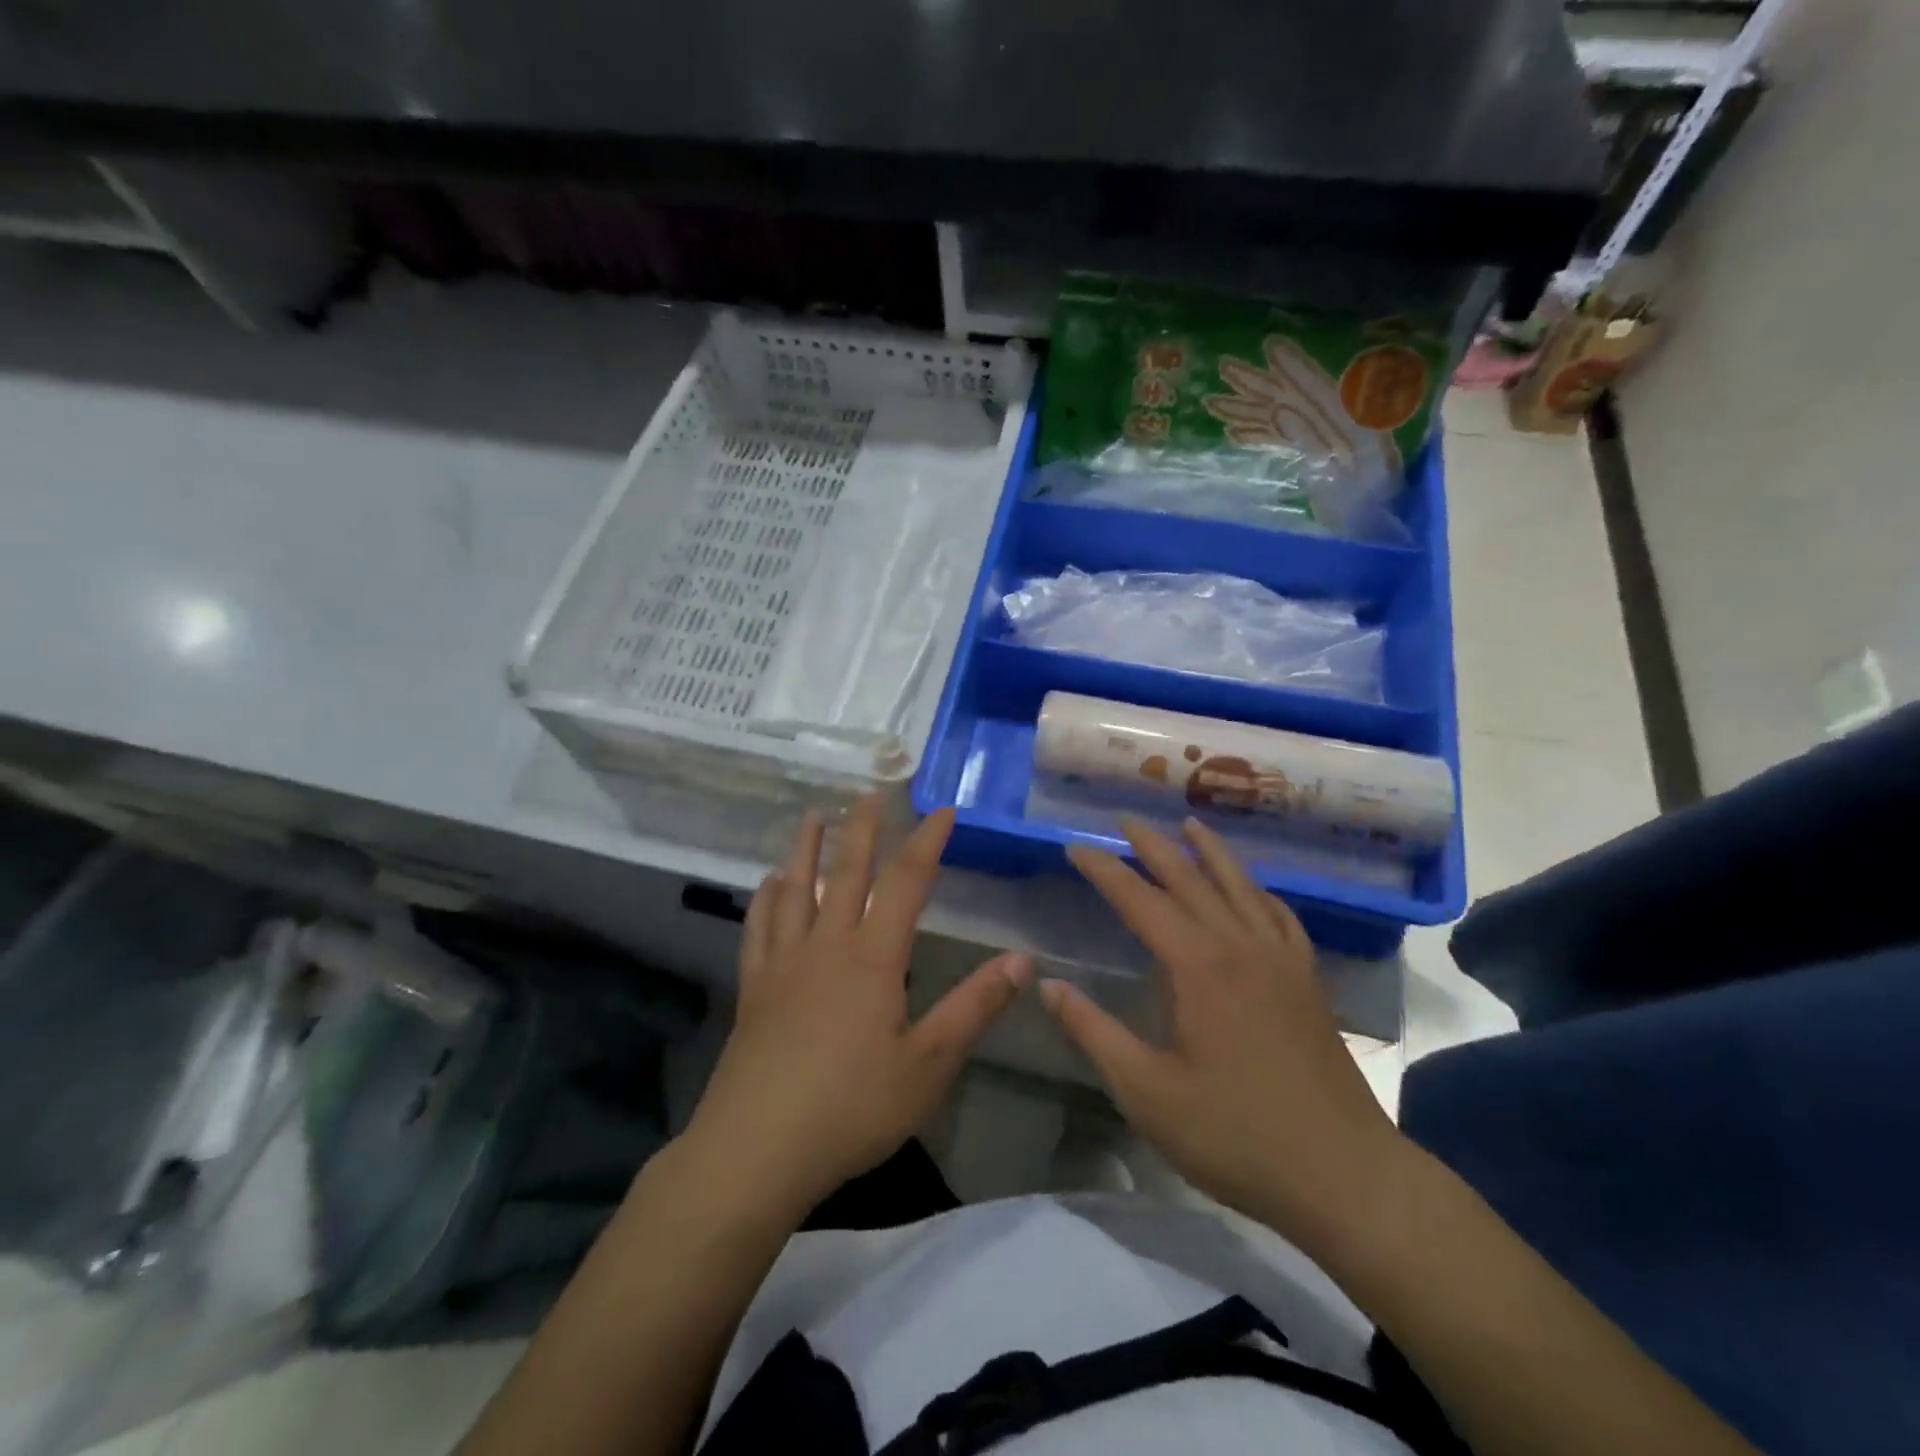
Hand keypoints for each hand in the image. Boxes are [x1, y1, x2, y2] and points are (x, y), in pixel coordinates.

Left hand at [683, 796, 1029, 1220]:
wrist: (756, 1149)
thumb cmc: (852, 1107)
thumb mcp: (929, 1064)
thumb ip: (974, 1007)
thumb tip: (1023, 960)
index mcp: (872, 958)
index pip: (906, 883)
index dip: (926, 842)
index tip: (942, 810)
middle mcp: (826, 946)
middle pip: (846, 873)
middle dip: (862, 829)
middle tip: (869, 792)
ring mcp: (784, 964)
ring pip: (795, 889)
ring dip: (806, 848)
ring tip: (812, 816)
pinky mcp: (754, 989)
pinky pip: (758, 929)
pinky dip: (764, 898)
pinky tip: (767, 884)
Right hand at [1042, 817, 1406, 1255]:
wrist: (1343, 1175)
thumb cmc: (1235, 1135)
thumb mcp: (1146, 1092)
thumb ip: (1093, 1032)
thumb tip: (1047, 986)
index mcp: (1198, 966)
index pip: (1139, 900)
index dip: (1104, 871)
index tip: (1075, 847)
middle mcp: (1240, 945)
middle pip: (1190, 879)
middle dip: (1153, 846)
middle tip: (1125, 819)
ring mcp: (1281, 959)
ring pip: (1240, 886)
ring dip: (1210, 852)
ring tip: (1190, 823)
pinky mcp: (1308, 979)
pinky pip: (1279, 915)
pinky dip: (1258, 890)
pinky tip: (1252, 889)